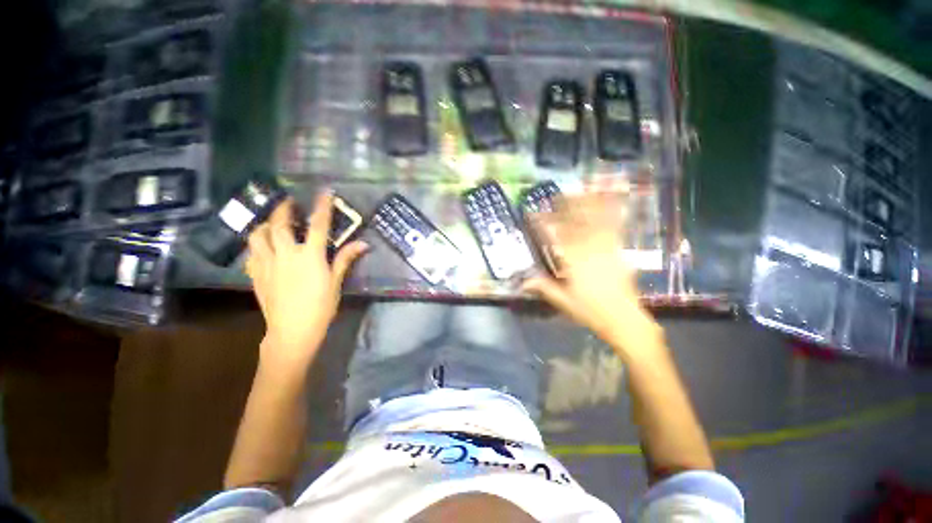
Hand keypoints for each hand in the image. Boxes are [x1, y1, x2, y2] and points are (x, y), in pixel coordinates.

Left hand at [245, 192, 367, 364]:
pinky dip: (256, 245)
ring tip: (271, 222)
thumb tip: (363, 243)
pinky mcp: (256, 275)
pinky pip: (251, 253)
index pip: (318, 225)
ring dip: (264, 224)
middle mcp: (286, 254)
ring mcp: (267, 264)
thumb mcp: (336, 282)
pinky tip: (262, 247)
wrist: (293, 330)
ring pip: (258, 236)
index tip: (324, 191)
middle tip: (288, 202)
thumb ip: (345, 259)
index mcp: (310, 256)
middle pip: (280, 224)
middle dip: (284, 209)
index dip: (322, 206)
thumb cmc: (320, 306)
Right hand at [521, 192, 661, 357]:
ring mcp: (607, 248)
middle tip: (555, 196)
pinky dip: (610, 214)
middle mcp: (590, 250)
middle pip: (576, 223)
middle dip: (565, 207)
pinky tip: (609, 204)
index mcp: (574, 261)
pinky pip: (614, 228)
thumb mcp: (563, 301)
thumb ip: (543, 287)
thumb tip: (522, 281)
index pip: (555, 236)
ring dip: (586, 205)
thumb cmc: (590, 311)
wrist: (624, 319)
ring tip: (578, 192)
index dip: (542, 223)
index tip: (532, 214)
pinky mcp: (618, 251)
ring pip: (595, 221)